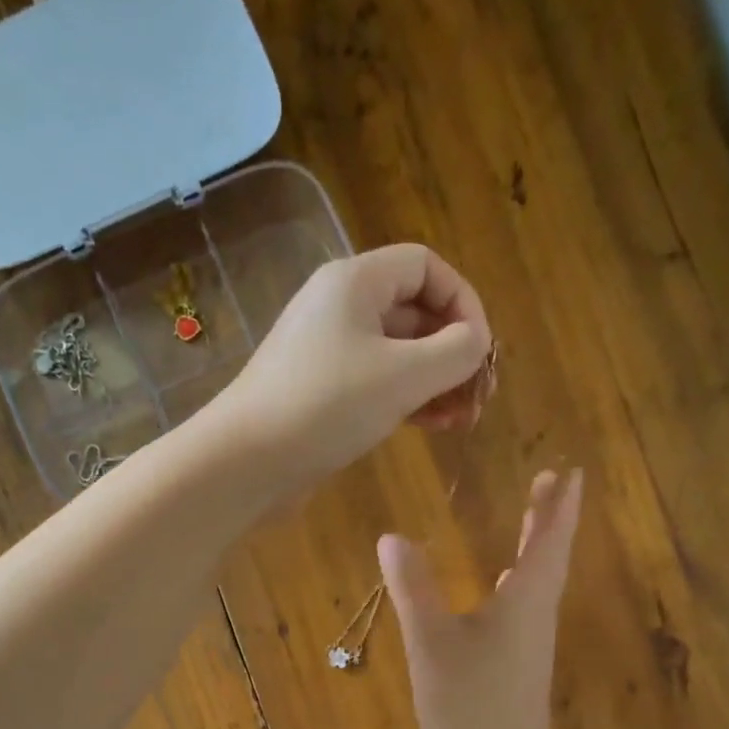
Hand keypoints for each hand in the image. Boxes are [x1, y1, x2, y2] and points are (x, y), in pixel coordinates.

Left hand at [214, 244, 491, 493]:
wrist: (246, 461)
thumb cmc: (326, 406)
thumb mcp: (404, 375)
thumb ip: (455, 352)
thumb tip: (476, 343)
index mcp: (355, 282)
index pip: (426, 267)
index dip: (464, 302)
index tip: (482, 351)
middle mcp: (340, 307)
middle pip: (414, 312)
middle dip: (453, 351)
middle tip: (478, 397)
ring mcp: (328, 352)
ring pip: (398, 353)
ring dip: (435, 381)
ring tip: (461, 419)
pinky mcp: (321, 392)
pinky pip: (377, 383)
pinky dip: (407, 399)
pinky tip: (431, 426)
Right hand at [380, 468, 584, 728]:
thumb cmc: (470, 707)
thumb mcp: (432, 644)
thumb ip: (414, 589)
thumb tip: (392, 536)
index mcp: (525, 603)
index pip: (549, 542)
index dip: (560, 506)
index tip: (571, 470)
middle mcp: (535, 620)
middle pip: (548, 559)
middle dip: (549, 519)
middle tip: (550, 482)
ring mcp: (529, 648)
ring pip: (537, 585)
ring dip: (536, 549)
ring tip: (530, 521)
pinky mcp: (517, 671)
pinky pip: (522, 610)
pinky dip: (516, 586)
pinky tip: (498, 589)